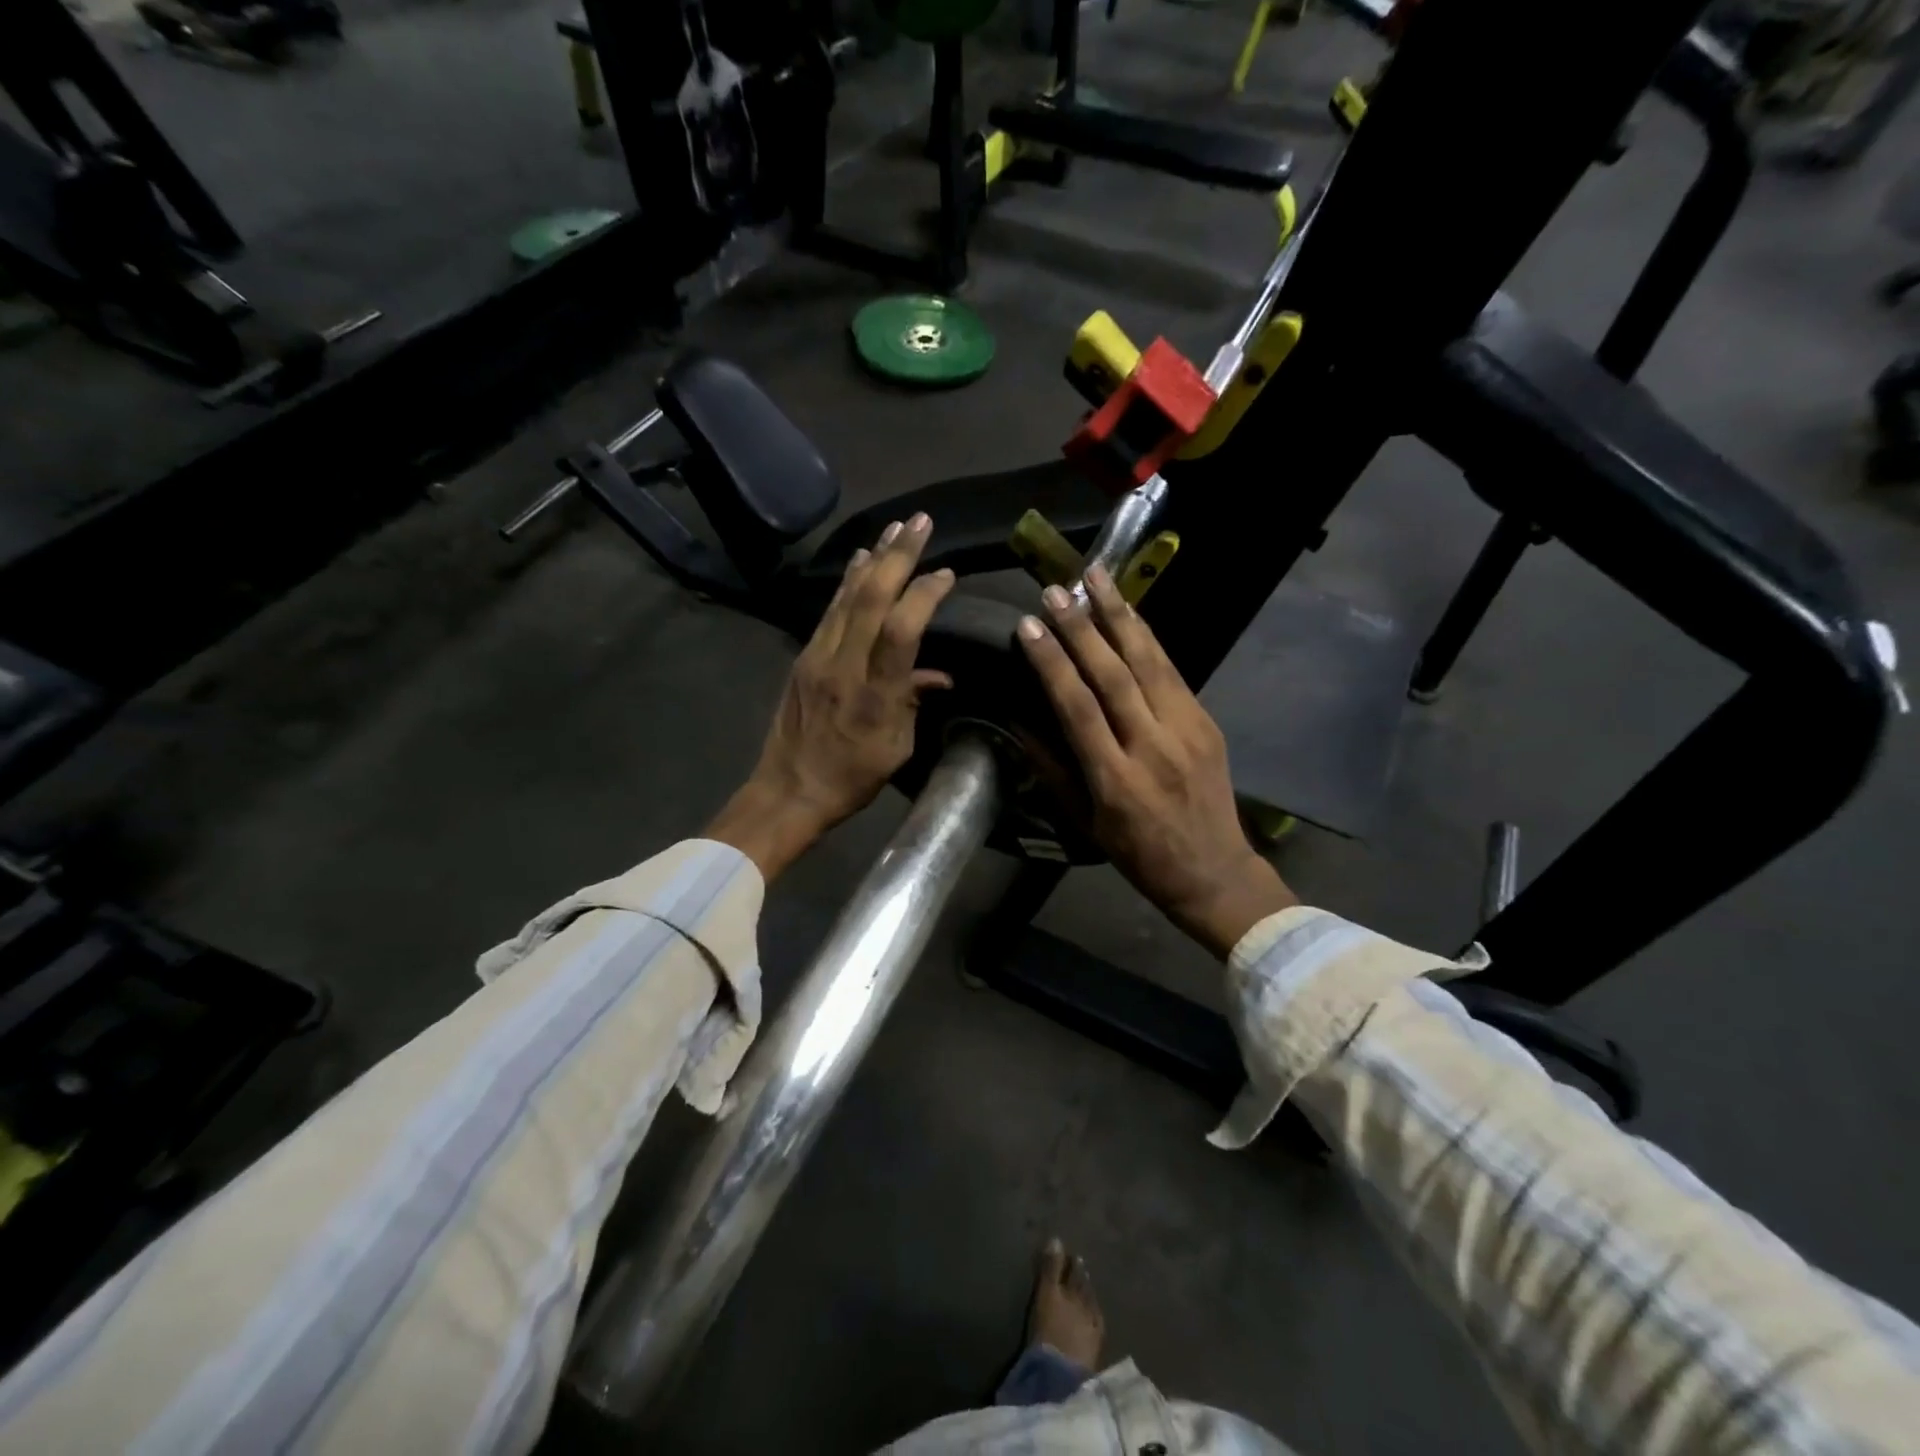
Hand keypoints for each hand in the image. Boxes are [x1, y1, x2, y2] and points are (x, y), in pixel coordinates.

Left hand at [707, 513, 955, 879]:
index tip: (947, 574)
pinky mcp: (804, 656)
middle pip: (871, 598)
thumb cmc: (852, 776)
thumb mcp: (896, 748)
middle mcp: (844, 665)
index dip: (925, 595)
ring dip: (874, 558)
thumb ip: (914, 701)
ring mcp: (818, 656)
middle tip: (921, 522)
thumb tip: (939, 674)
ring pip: (848, 596)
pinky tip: (861, 559)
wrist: (789, 789)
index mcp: (875, 694)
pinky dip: (849, 580)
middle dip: (899, 556)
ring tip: (896, 527)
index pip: (902, 630)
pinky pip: (831, 609)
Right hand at [1016, 565, 1297, 958]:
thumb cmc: (1138, 854)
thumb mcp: (1085, 822)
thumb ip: (1052, 769)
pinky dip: (1147, 638)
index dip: (1052, 664)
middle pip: (1115, 676)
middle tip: (1056, 590)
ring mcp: (1186, 730)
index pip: (1078, 708)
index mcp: (1116, 780)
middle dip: (1082, 627)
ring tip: (1096, 577)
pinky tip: (1129, 612)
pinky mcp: (1207, 722)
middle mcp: (1153, 747)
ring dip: (1120, 615)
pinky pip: (1173, 672)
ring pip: (1149, 662)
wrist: (1213, 870)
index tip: (1028, 627)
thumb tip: (1018, 722)